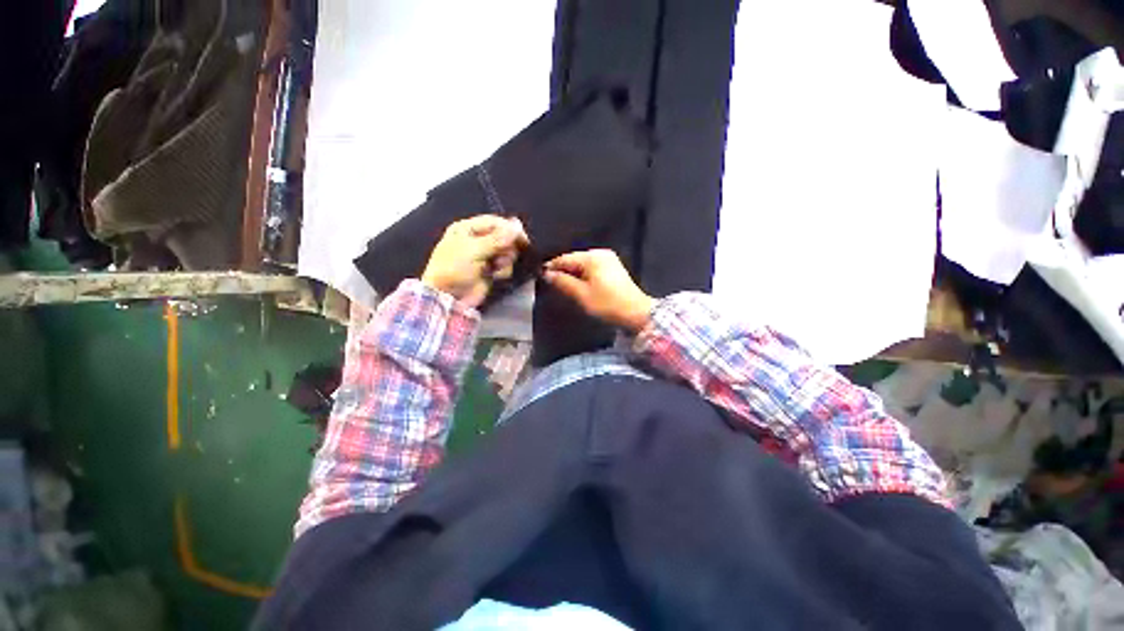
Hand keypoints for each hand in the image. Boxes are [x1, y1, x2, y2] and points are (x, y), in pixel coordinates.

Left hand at [421, 215, 528, 307]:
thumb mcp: (474, 250)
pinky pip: (505, 265)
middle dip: (506, 247)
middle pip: (503, 237)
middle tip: (503, 256)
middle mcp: (476, 240)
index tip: (523, 238)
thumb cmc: (454, 268)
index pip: (495, 222)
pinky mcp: (489, 270)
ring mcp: (483, 256)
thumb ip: (497, 239)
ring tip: (496, 267)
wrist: (448, 297)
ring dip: (505, 259)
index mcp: (467, 229)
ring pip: (506, 252)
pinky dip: (503, 270)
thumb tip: (517, 225)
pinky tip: (495, 275)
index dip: (509, 229)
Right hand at [543, 249, 656, 332]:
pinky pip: (591, 269)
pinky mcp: (613, 269)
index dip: (551, 268)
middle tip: (550, 285)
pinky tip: (578, 287)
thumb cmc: (607, 305)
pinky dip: (583, 277)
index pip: (564, 259)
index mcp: (592, 257)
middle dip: (562, 272)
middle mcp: (601, 253)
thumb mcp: (581, 295)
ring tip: (562, 288)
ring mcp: (609, 260)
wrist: (637, 314)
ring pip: (582, 265)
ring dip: (572, 275)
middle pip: (574, 260)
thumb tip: (546, 273)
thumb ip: (562, 282)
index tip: (539, 278)